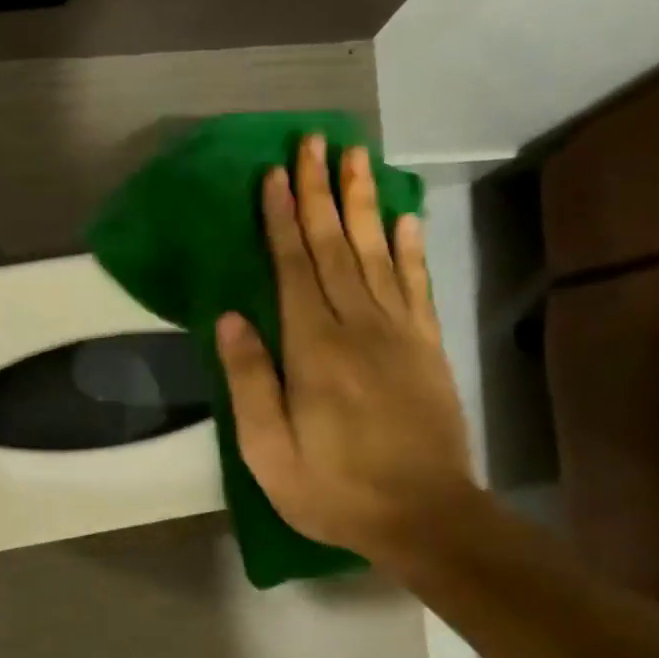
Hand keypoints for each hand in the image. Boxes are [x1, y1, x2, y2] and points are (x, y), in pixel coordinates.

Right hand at [215, 136, 474, 573]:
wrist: (424, 515)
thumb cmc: (334, 490)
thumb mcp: (269, 451)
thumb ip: (249, 381)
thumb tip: (230, 317)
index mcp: (313, 349)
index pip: (292, 268)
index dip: (281, 219)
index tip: (274, 174)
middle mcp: (358, 327)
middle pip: (335, 247)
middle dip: (321, 192)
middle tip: (315, 142)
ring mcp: (400, 334)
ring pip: (378, 253)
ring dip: (363, 203)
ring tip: (357, 158)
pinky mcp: (428, 348)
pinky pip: (417, 286)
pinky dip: (411, 248)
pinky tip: (406, 218)